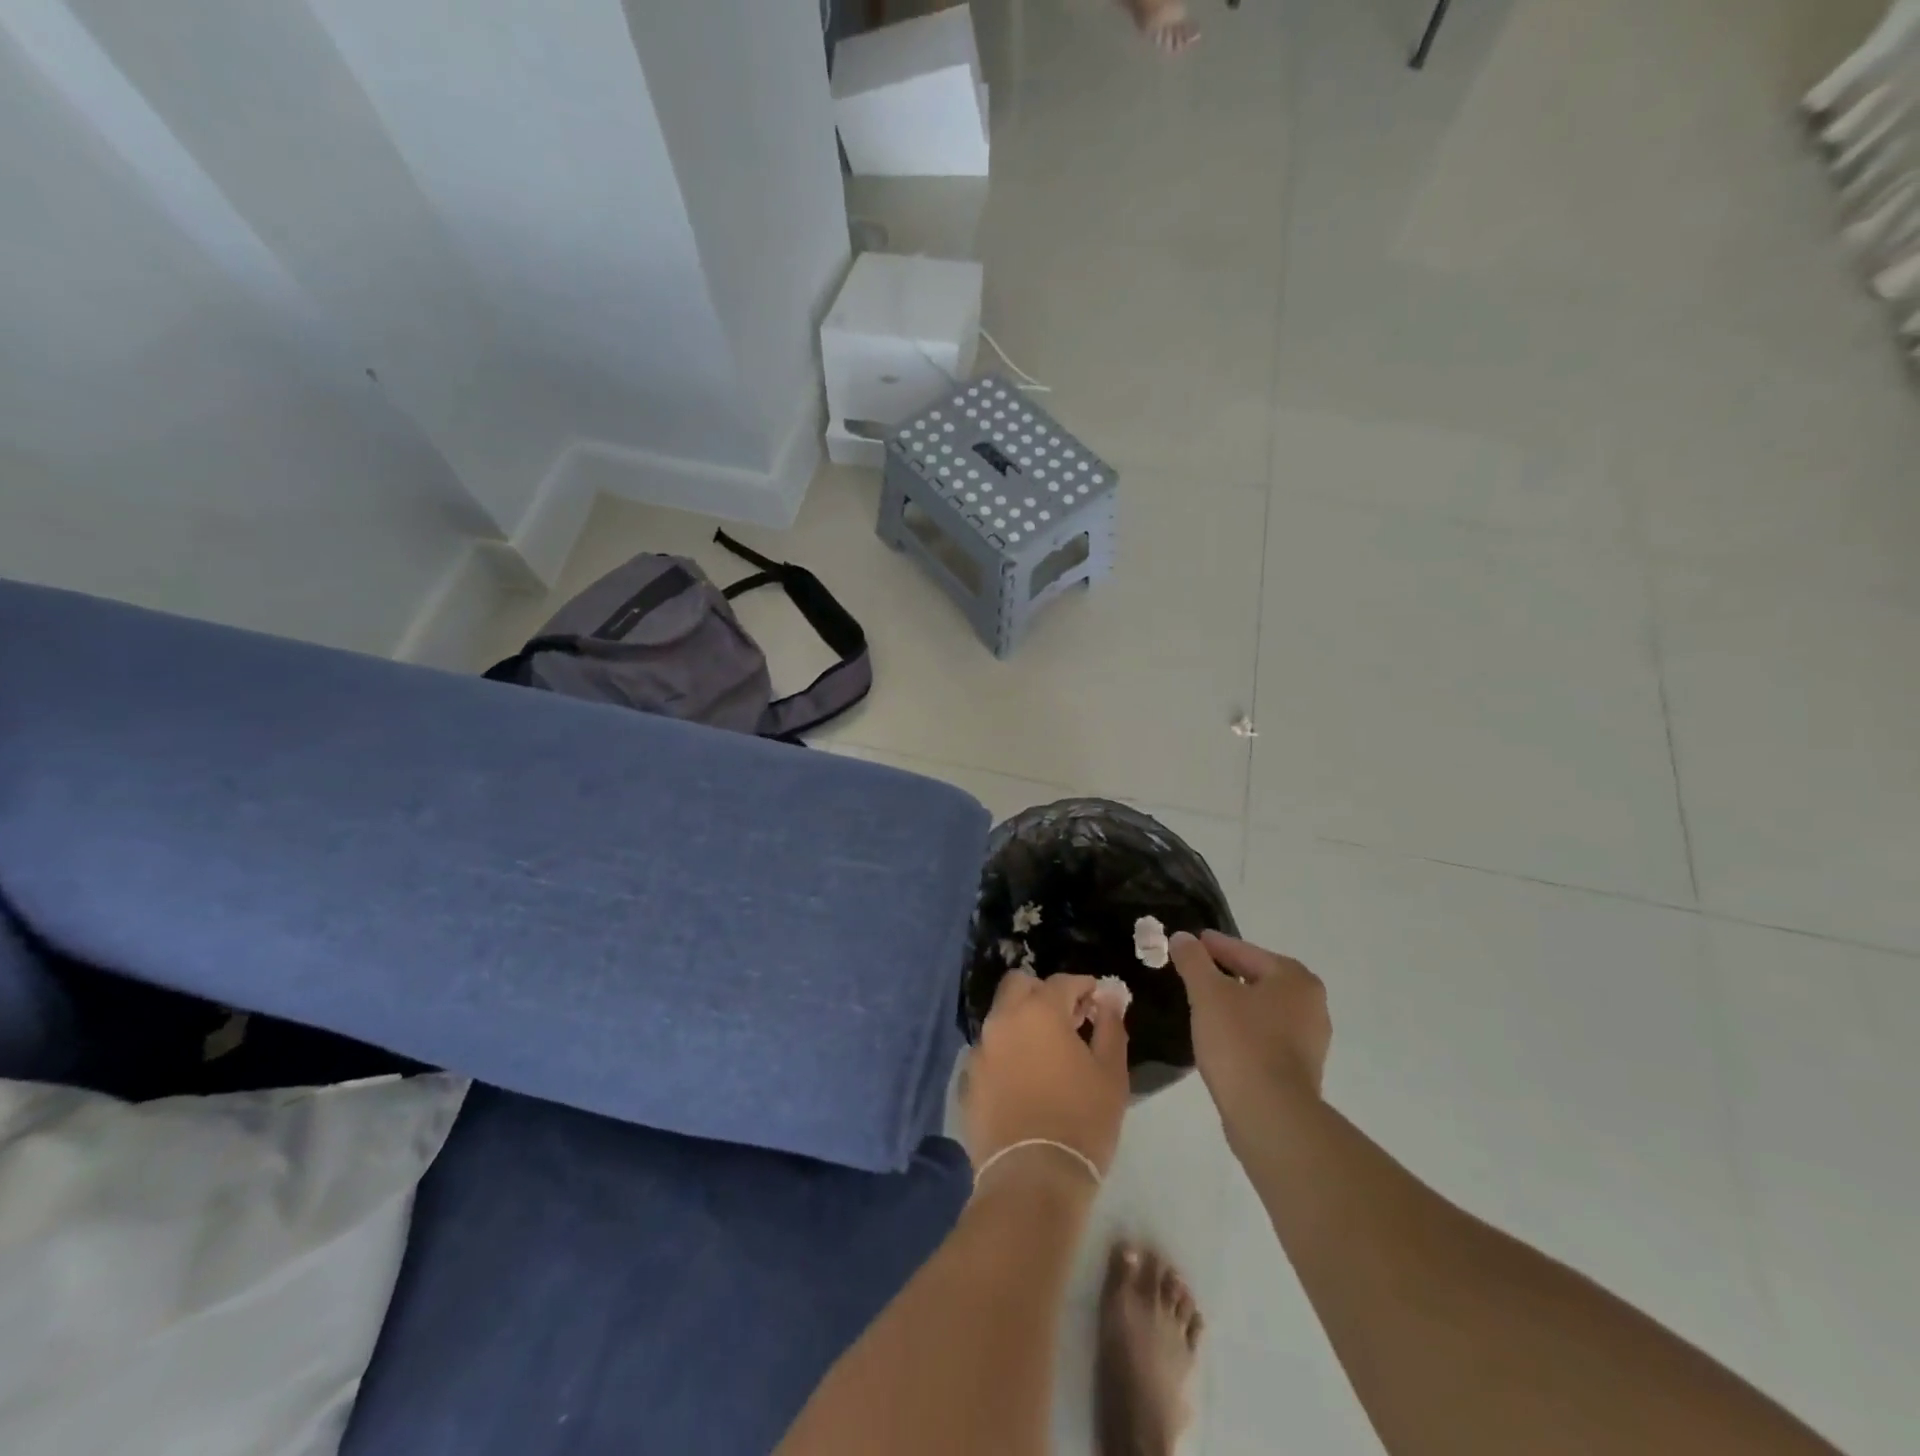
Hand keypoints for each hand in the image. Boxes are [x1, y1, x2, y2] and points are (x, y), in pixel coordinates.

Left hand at [961, 971, 1130, 1183]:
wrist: (1032, 1178)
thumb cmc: (1081, 1121)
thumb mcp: (1111, 1073)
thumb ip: (1111, 1027)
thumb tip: (1111, 999)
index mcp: (1039, 1011)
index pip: (1063, 981)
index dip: (1085, 987)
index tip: (1099, 1003)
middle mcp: (1003, 1020)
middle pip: (1019, 985)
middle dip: (1044, 993)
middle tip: (1068, 1019)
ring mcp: (981, 1049)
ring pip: (1001, 1017)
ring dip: (1023, 1021)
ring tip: (1047, 1051)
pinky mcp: (968, 1079)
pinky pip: (990, 1051)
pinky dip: (1007, 1052)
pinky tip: (1025, 1078)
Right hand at [1169, 930, 1330, 1141]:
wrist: (1270, 1116)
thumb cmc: (1241, 1043)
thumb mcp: (1207, 993)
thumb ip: (1193, 960)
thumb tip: (1182, 937)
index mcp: (1295, 979)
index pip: (1245, 951)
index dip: (1214, 946)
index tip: (1189, 943)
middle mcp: (1311, 1005)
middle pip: (1257, 978)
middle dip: (1225, 974)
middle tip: (1193, 972)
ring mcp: (1309, 1040)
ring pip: (1261, 1009)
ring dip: (1234, 1004)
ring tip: (1202, 1005)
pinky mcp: (1299, 1070)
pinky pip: (1264, 1036)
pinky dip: (1243, 1030)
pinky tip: (1220, 1037)